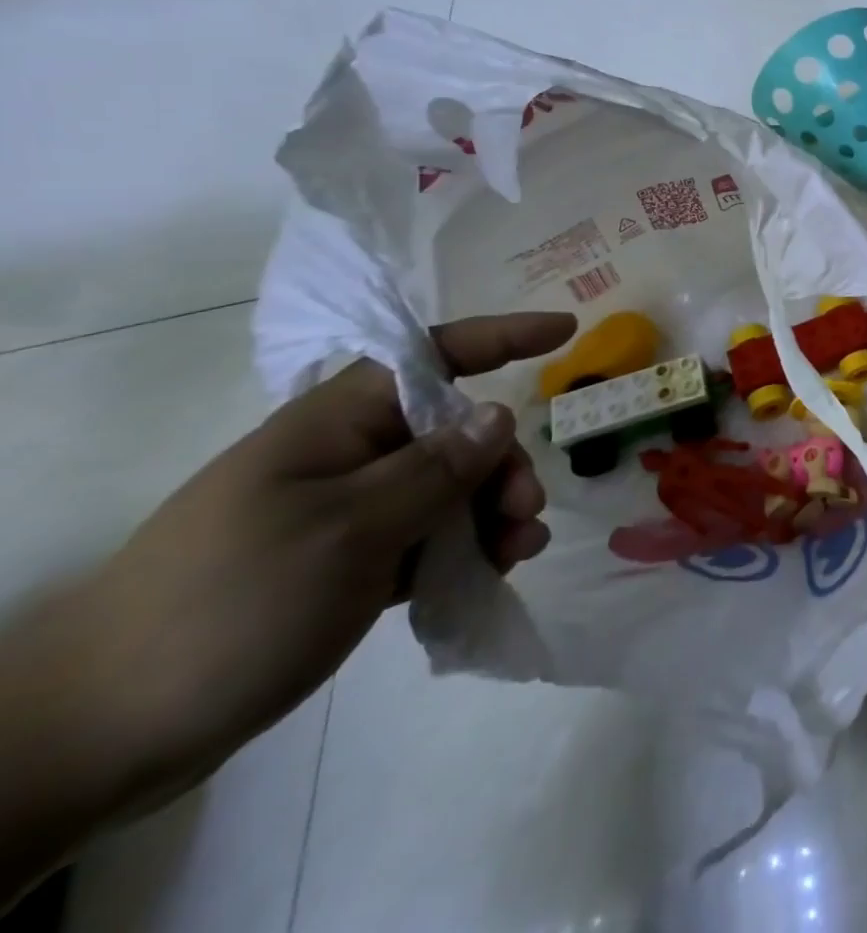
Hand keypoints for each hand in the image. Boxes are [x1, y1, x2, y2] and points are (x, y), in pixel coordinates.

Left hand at [24, 311, 575, 812]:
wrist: (98, 737)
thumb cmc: (227, 607)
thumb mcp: (346, 531)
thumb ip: (434, 470)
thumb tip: (499, 415)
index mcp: (336, 425)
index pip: (434, 355)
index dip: (503, 336)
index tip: (566, 331)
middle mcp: (347, 456)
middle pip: (455, 432)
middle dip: (502, 464)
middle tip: (525, 512)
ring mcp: (347, 511)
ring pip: (449, 489)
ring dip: (493, 513)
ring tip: (517, 554)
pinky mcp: (347, 563)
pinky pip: (429, 537)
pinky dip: (466, 550)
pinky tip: (490, 575)